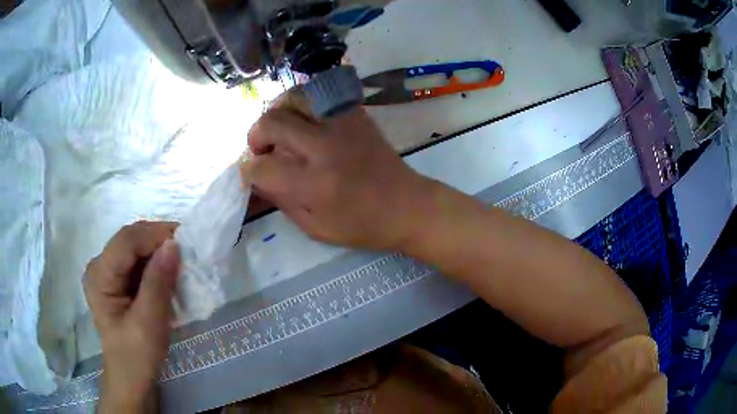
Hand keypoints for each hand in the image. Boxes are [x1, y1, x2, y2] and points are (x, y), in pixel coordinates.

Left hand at [84, 221, 179, 411]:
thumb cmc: (137, 355)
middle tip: (187, 251)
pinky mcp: (116, 279)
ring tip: (181, 261)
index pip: (126, 241)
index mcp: (99, 275)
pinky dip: (155, 262)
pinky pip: (137, 260)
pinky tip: (168, 272)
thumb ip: (158, 283)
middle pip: (130, 239)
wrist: (131, 376)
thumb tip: (173, 244)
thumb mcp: (149, 323)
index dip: (155, 235)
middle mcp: (99, 265)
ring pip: (135, 247)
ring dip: (158, 251)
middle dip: (158, 241)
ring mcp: (106, 271)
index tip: (186, 242)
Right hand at [241, 90, 433, 250]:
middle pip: (272, 122)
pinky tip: (303, 121)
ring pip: (295, 98)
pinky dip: (303, 104)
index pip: (262, 166)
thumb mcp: (315, 227)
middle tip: (262, 150)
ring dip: (278, 113)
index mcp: (314, 184)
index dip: (248, 170)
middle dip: (255, 136)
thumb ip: (281, 201)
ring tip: (280, 130)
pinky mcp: (356, 114)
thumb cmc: (362, 225)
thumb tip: (257, 179)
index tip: (251, 173)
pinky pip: (320, 95)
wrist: (407, 205)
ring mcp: (342, 125)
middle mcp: (325, 147)